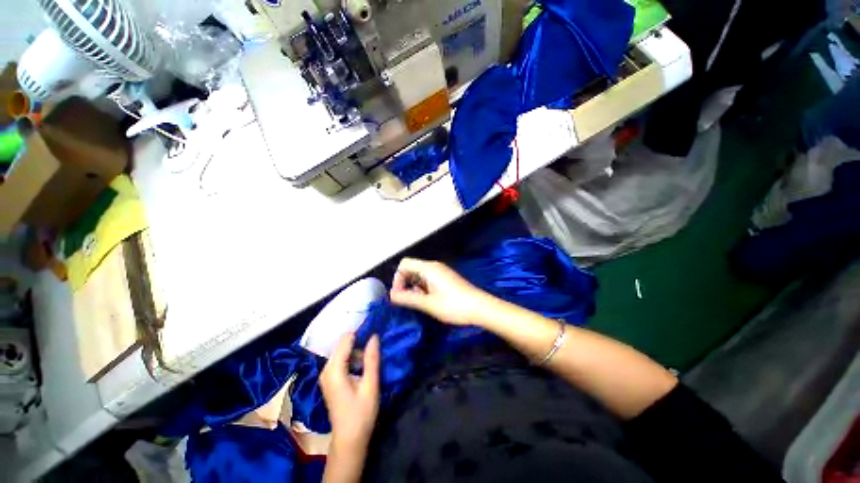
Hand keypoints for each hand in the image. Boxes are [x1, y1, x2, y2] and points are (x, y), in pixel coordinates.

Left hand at [320, 333, 379, 451]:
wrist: (349, 439)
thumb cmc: (361, 413)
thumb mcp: (370, 385)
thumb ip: (371, 359)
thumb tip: (374, 335)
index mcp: (334, 370)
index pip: (345, 339)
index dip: (361, 332)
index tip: (375, 330)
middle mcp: (326, 370)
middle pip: (343, 344)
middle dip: (359, 341)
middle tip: (376, 344)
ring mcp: (326, 375)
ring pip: (343, 351)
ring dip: (357, 350)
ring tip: (372, 355)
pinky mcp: (330, 379)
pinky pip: (342, 360)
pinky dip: (353, 358)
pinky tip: (364, 364)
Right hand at [390, 258, 489, 325]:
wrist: (480, 308)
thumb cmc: (453, 305)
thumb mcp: (428, 303)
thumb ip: (407, 298)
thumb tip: (391, 295)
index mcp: (428, 268)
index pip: (404, 264)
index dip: (397, 278)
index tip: (399, 294)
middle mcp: (434, 266)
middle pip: (411, 268)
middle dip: (405, 283)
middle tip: (407, 300)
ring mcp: (441, 272)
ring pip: (419, 275)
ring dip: (414, 287)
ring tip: (418, 302)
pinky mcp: (446, 278)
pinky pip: (428, 279)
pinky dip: (423, 288)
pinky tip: (428, 301)